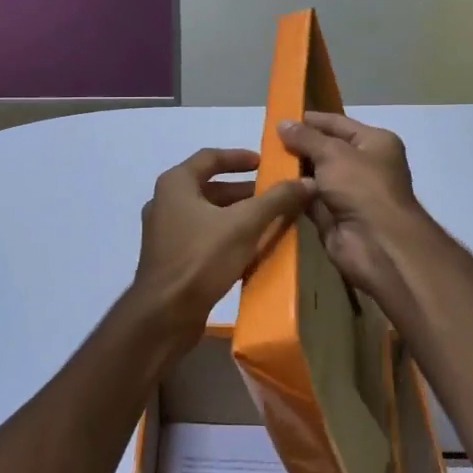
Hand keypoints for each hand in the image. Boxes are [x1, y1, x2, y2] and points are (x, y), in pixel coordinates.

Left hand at [132, 148, 313, 337]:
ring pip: (207, 214)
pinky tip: (250, 249)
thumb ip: (276, 200)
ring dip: (236, 215)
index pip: (210, 157)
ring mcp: (164, 232)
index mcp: (175, 184)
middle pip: (209, 187)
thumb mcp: (244, 224)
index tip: (265, 163)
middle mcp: (165, 202)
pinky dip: (225, 236)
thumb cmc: (201, 258)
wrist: (165, 314)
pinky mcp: (170, 258)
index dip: (239, 157)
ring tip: (269, 221)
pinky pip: (202, 237)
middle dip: (243, 191)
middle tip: (274, 196)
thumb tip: (308, 181)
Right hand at [277, 113, 425, 309]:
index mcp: (374, 142)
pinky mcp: (334, 216)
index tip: (280, 118)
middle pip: (326, 149)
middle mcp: (364, 165)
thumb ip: (306, 138)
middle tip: (265, 141)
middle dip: (298, 146)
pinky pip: (309, 199)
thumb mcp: (333, 153)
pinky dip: (293, 194)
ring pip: (316, 176)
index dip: (310, 120)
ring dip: (293, 171)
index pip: (338, 123)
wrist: (376, 243)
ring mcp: (349, 192)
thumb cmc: (361, 187)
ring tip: (262, 161)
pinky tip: (270, 186)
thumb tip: (283, 123)